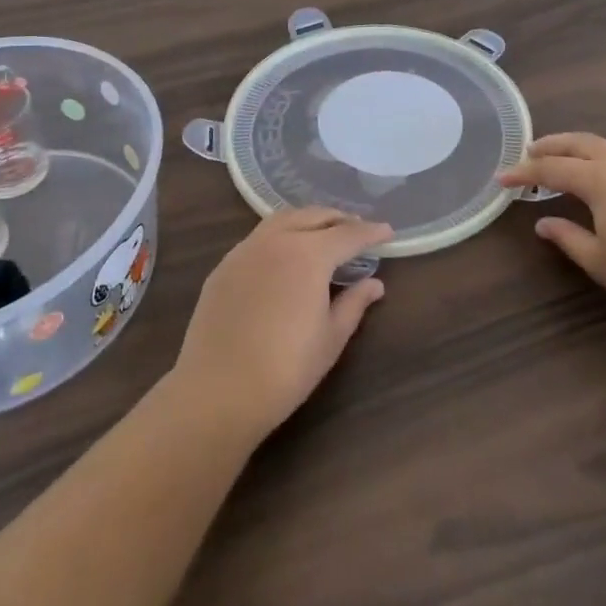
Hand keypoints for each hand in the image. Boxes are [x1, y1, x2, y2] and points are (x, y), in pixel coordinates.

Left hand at [170, 209, 392, 444]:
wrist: (218, 390)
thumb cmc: (286, 368)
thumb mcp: (331, 338)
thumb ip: (354, 304)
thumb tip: (375, 283)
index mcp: (309, 254)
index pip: (348, 234)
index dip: (371, 232)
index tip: (387, 231)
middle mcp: (277, 239)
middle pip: (314, 216)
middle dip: (339, 219)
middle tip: (357, 230)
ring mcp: (246, 249)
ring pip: (283, 219)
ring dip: (308, 220)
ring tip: (324, 234)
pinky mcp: (225, 265)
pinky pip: (259, 237)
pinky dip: (281, 235)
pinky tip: (286, 255)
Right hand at [501, 134, 605, 332]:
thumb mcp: (600, 261)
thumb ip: (568, 238)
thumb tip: (543, 223)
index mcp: (601, 178)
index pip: (551, 169)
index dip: (523, 172)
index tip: (501, 177)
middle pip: (580, 143)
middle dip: (551, 145)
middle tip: (529, 152)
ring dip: (581, 147)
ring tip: (567, 159)